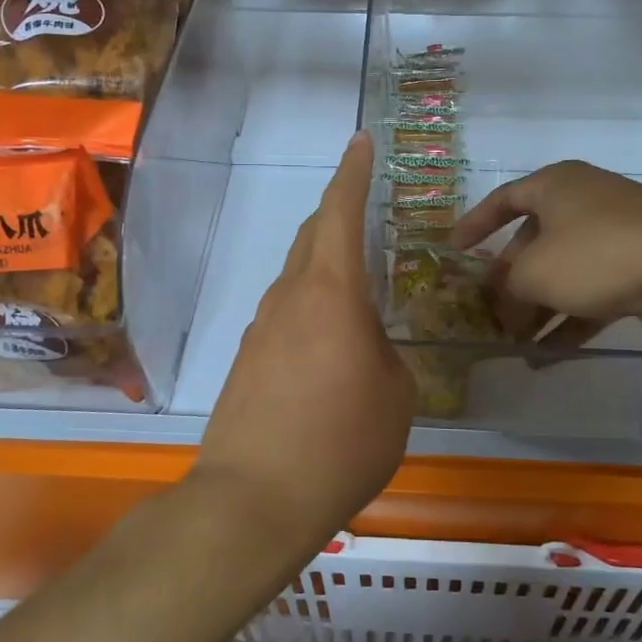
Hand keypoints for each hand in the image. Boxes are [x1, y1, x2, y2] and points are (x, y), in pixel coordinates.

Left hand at [195, 132, 413, 553]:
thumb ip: (387, 355)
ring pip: (296, 278)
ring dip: (323, 269)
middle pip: (311, 237)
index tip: (360, 142)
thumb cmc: (340, 442)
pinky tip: (326, 346)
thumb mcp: (396, 396)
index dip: (352, 173)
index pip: (340, 213)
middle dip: (336, 215)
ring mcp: (260, 329)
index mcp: (331, 293)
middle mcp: (289, 298)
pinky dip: (309, 310)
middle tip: (363, 213)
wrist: (253, 500)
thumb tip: (369, 348)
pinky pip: (283, 315)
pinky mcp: (245, 360)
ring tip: (355, 293)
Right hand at [450, 160, 641, 344]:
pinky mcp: (637, 272)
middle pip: (533, 244)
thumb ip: (508, 288)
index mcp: (556, 186)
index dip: (475, 224)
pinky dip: (567, 323)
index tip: (453, 251)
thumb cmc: (598, 254)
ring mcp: (614, 238)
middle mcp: (583, 205)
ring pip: (562, 275)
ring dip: (536, 310)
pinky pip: (589, 297)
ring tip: (512, 345)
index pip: (503, 200)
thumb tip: (504, 305)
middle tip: (487, 314)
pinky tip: (544, 357)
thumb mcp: (535, 271)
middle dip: (509, 282)